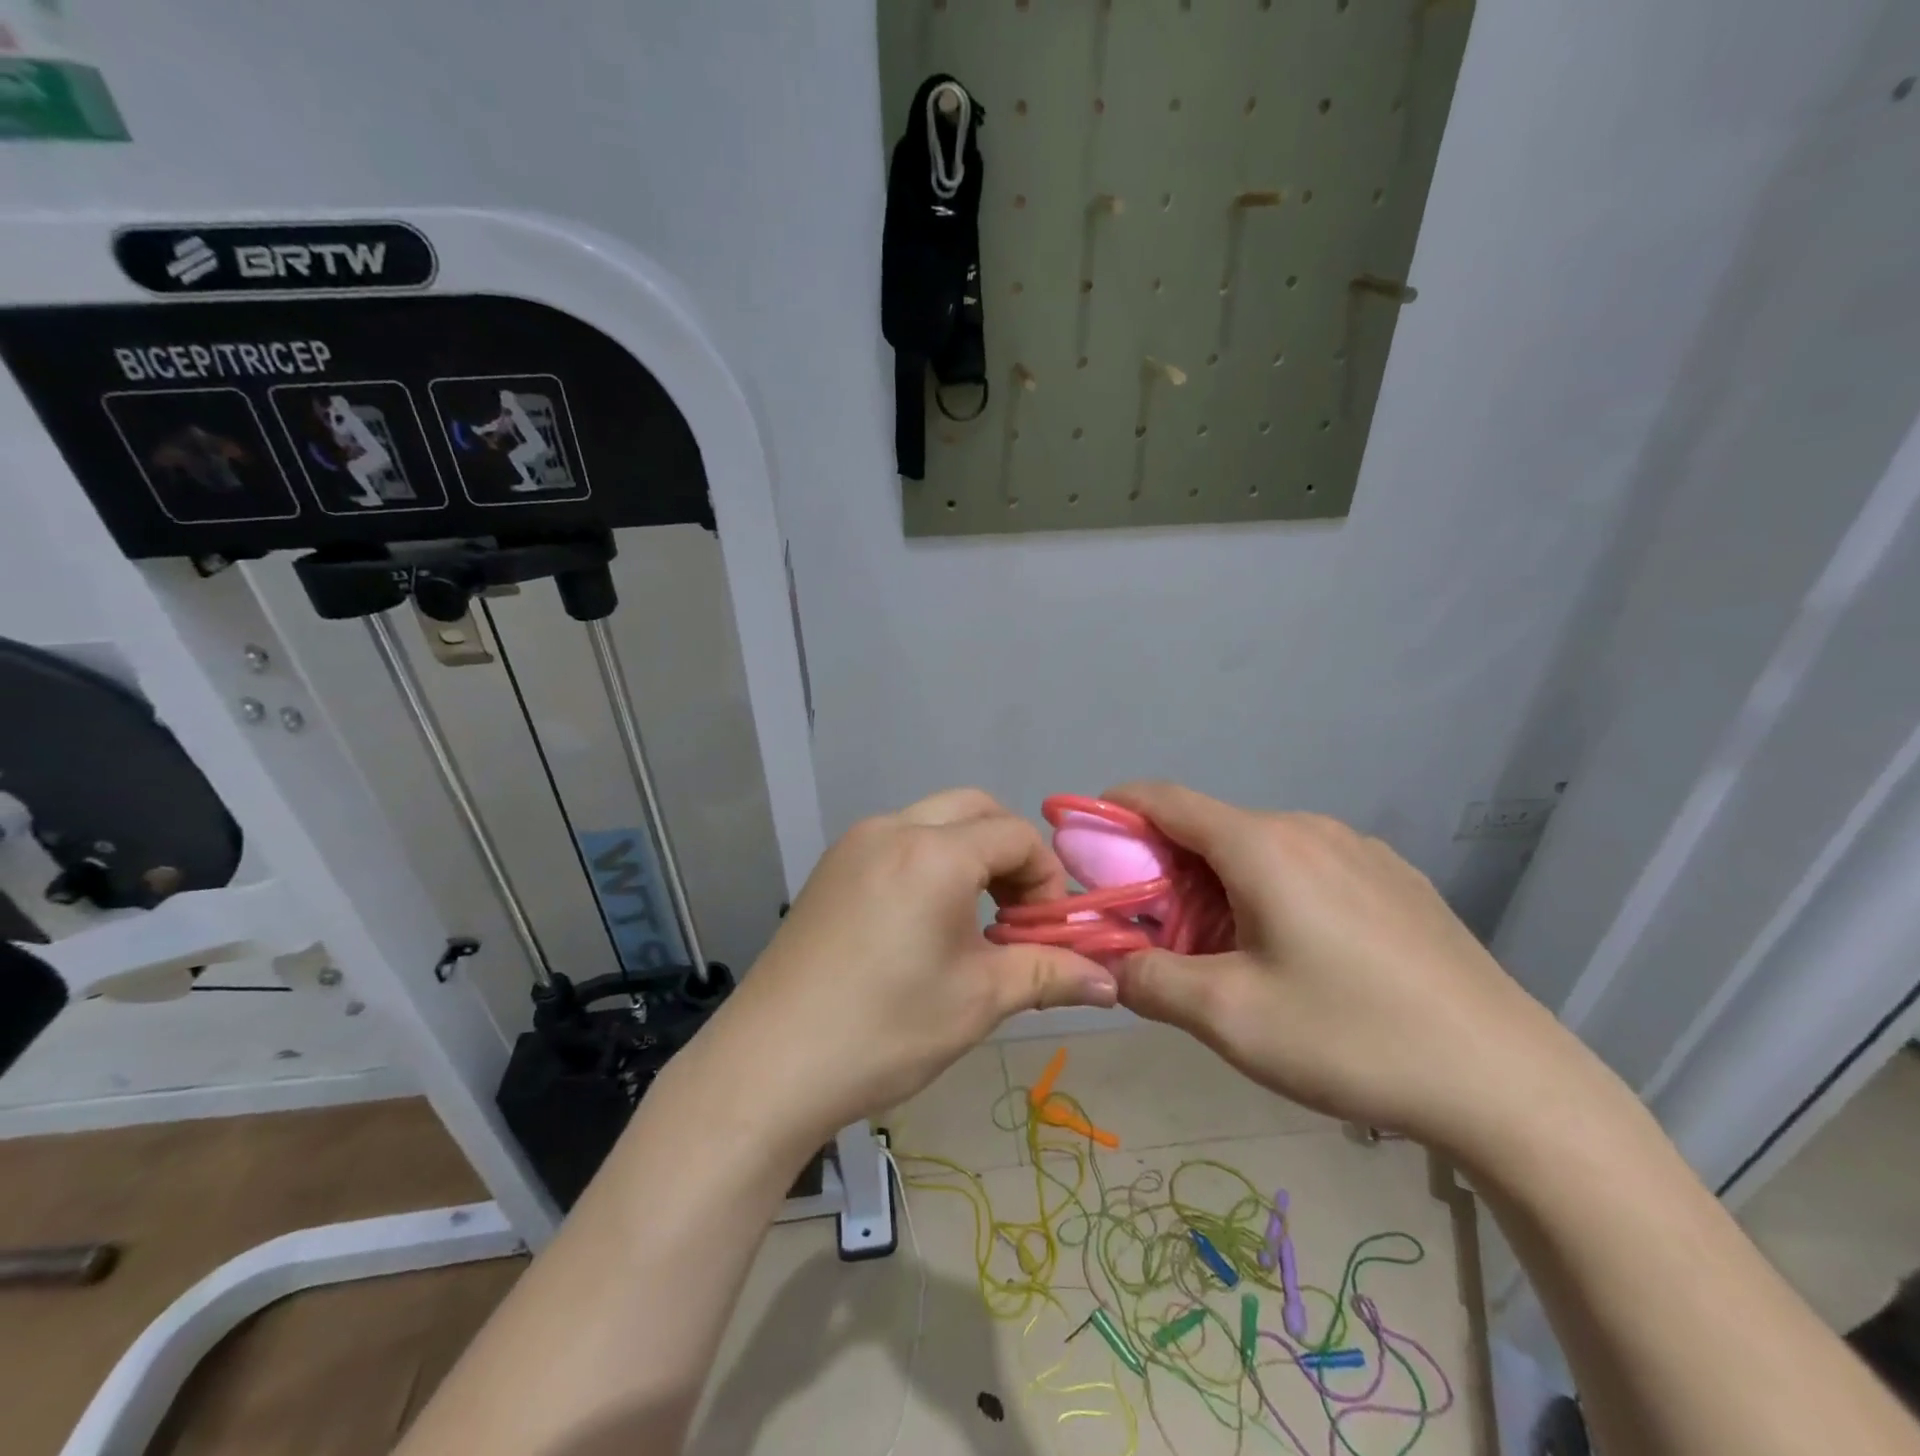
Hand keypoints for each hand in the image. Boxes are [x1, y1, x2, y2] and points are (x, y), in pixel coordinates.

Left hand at [703, 789, 1117, 1139]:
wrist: (769, 1066)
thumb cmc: (885, 1030)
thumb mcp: (979, 1000)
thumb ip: (1050, 974)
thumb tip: (1112, 982)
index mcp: (933, 852)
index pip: (1016, 835)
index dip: (1047, 879)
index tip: (1046, 933)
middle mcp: (892, 828)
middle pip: (975, 810)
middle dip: (1010, 854)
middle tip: (1015, 915)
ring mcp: (854, 844)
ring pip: (933, 821)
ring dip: (969, 856)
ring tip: (973, 922)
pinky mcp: (831, 867)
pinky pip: (898, 842)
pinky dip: (930, 863)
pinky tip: (924, 923)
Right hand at [1106, 782, 1583, 1159]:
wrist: (1510, 1085)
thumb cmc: (1351, 1038)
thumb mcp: (1228, 1018)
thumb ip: (1148, 979)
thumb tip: (1111, 962)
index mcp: (1263, 845)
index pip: (1165, 798)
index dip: (1115, 809)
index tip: (1084, 841)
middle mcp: (1310, 829)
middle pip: (1210, 829)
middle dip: (1166, 868)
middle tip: (1155, 929)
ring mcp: (1361, 850)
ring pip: (1260, 851)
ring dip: (1220, 884)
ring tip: (1229, 952)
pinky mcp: (1396, 880)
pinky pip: (1309, 868)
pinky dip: (1272, 892)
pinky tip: (1299, 956)